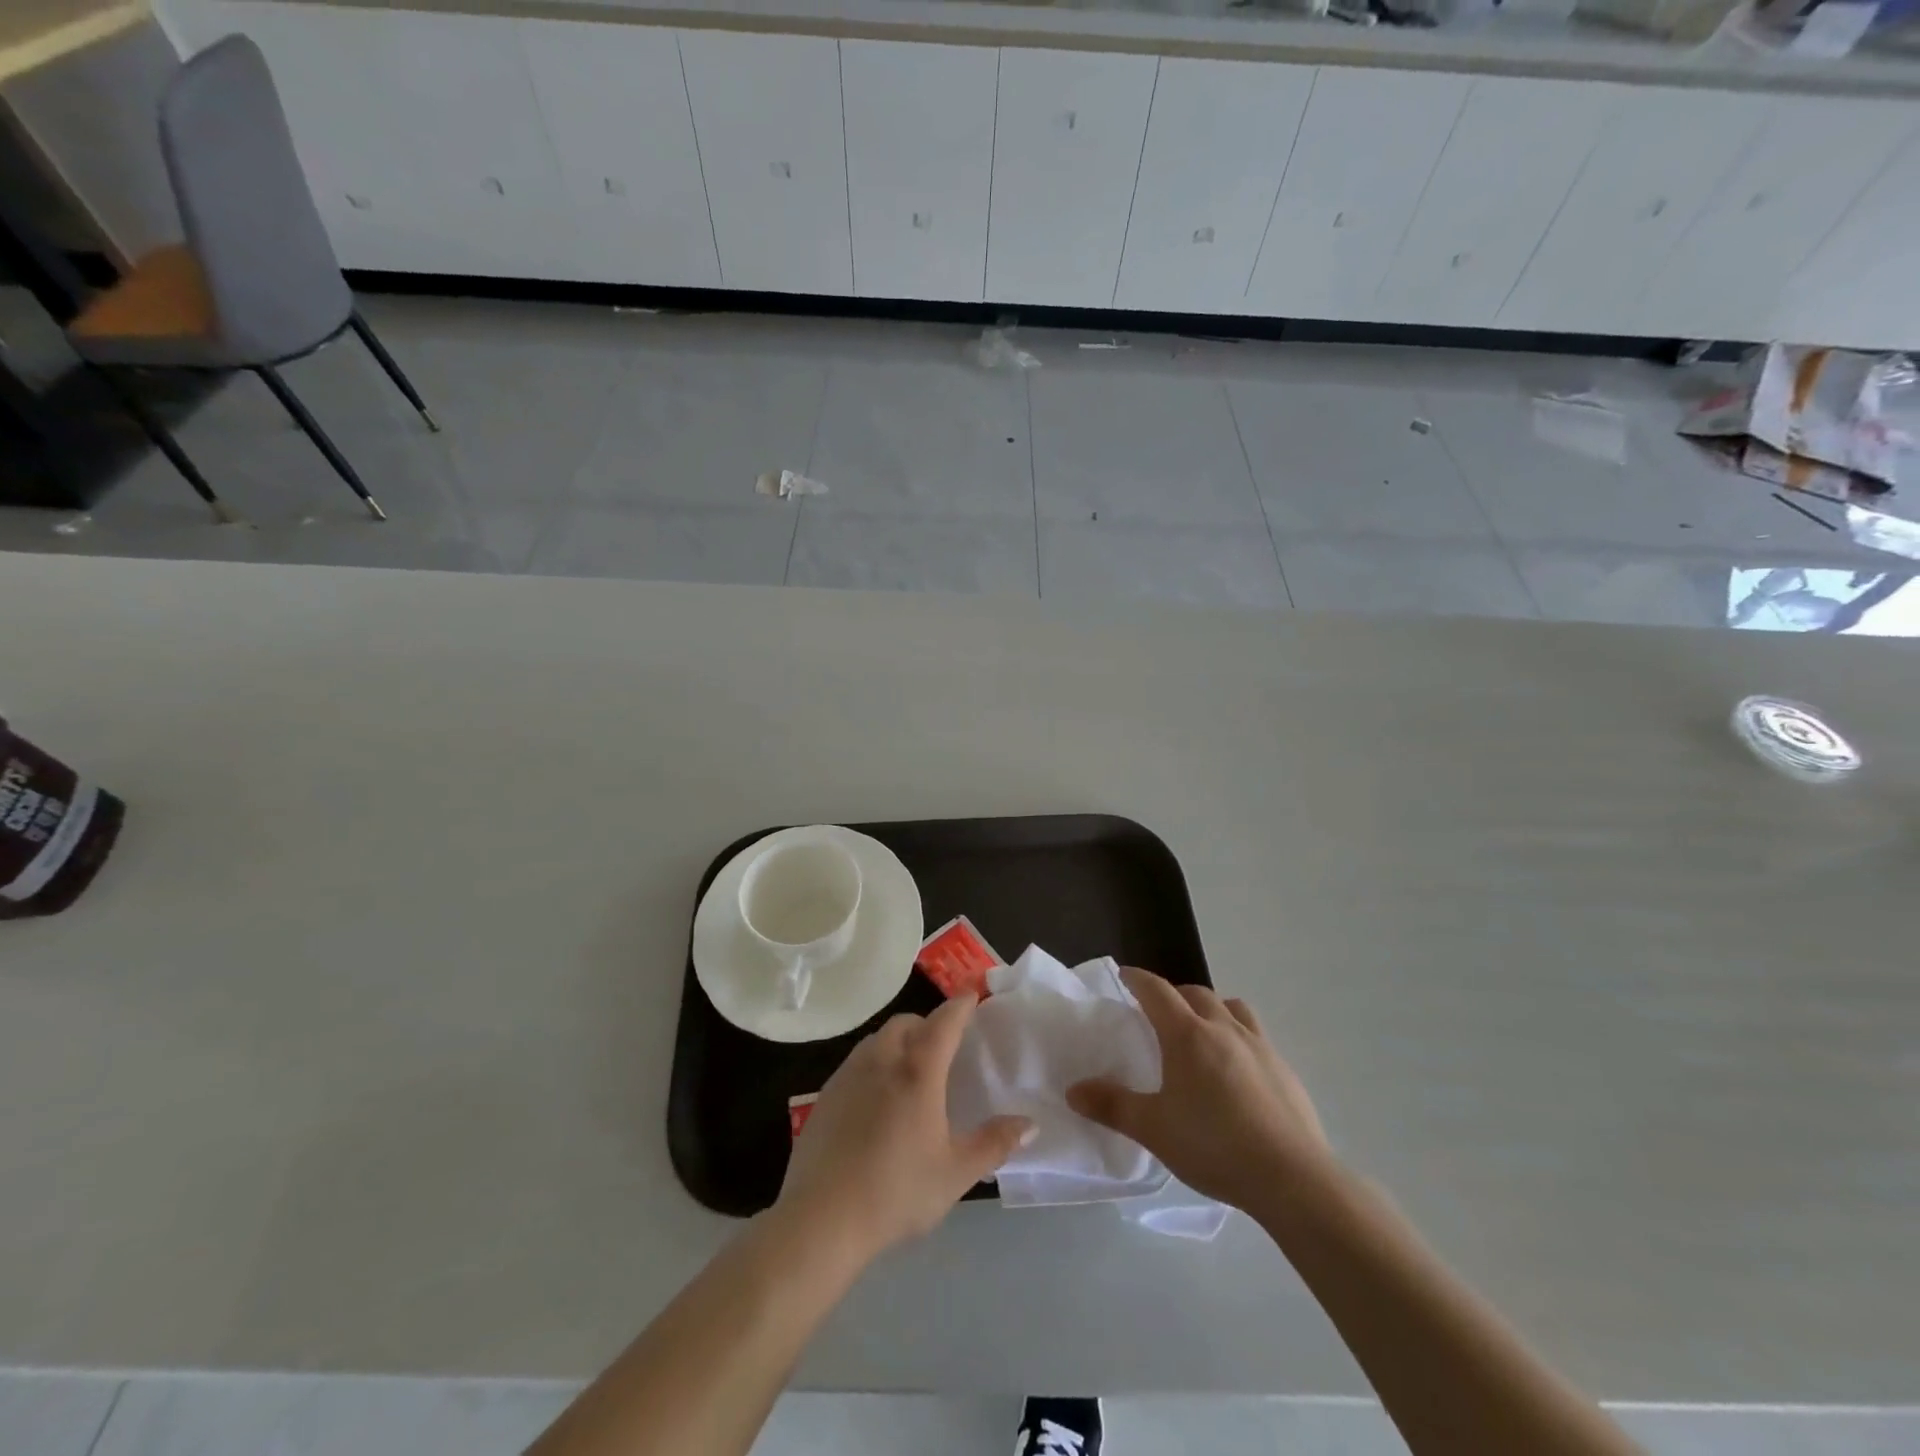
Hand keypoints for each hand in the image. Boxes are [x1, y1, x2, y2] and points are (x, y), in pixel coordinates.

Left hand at [775, 995, 1031, 1263]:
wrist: (821, 1218)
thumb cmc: (896, 1191)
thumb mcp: (956, 1173)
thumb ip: (994, 1144)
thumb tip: (1029, 1123)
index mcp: (918, 1071)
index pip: (944, 1022)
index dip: (960, 1006)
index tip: (972, 995)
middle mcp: (882, 1060)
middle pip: (906, 1023)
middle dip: (927, 1023)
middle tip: (944, 1044)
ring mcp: (849, 1074)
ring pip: (878, 1039)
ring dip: (899, 1040)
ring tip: (912, 1069)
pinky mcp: (826, 1094)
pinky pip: (856, 1062)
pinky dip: (875, 1063)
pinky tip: (878, 1098)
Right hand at [1067, 968, 1332, 1215]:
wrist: (1293, 1178)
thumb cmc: (1214, 1145)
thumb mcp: (1153, 1129)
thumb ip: (1112, 1106)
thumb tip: (1073, 1090)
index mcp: (1187, 1035)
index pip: (1157, 990)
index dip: (1138, 979)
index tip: (1125, 975)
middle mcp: (1224, 1029)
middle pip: (1196, 993)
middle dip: (1174, 994)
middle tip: (1159, 1012)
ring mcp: (1260, 1047)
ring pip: (1232, 1008)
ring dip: (1212, 1009)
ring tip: (1202, 1032)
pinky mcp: (1284, 1070)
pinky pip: (1256, 1037)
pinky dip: (1238, 1038)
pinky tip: (1236, 1073)